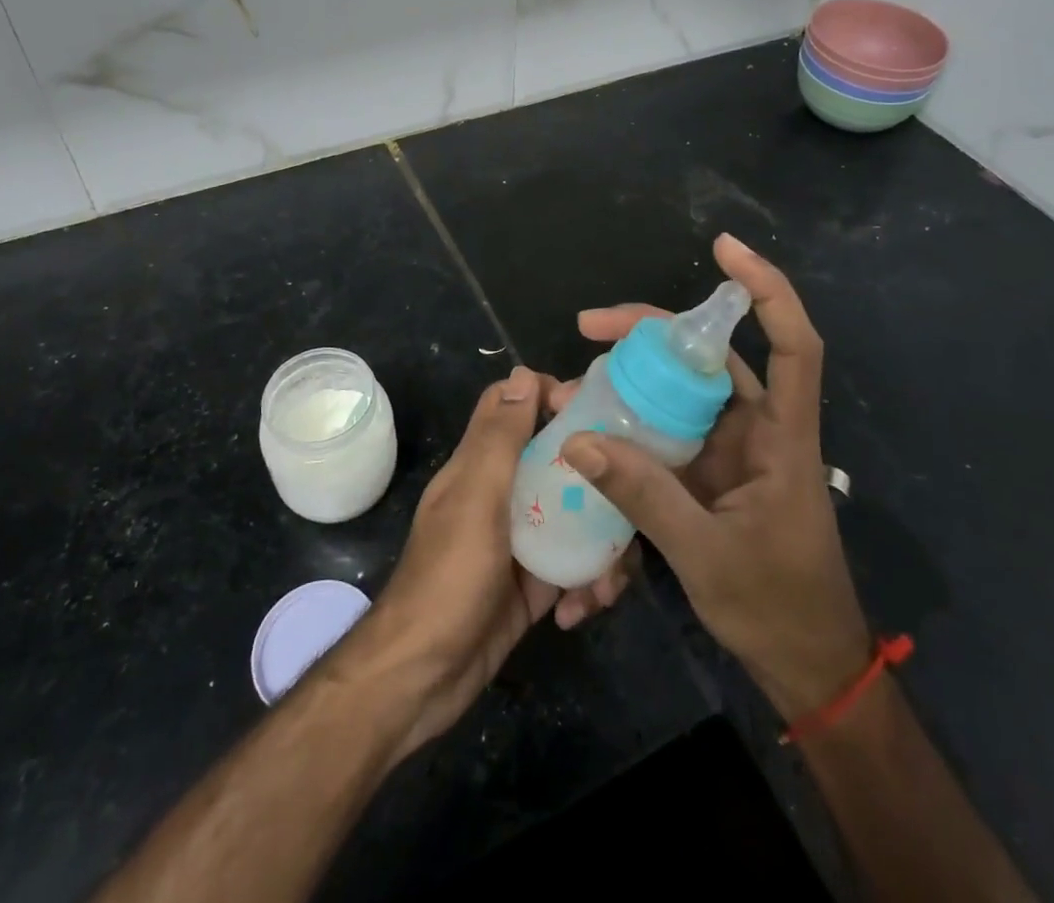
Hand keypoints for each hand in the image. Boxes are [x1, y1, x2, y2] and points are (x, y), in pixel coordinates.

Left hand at [335, 367, 631, 753]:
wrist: (422, 679)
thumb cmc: (449, 577)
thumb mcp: (477, 499)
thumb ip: (500, 438)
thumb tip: (522, 374)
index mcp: (482, 464)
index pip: (515, 406)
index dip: (550, 396)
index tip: (594, 412)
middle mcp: (503, 493)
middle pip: (558, 460)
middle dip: (596, 479)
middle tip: (630, 499)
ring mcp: (521, 540)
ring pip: (575, 515)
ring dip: (601, 545)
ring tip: (608, 583)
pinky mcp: (535, 584)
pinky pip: (575, 567)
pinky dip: (587, 584)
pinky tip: (583, 610)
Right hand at [559, 235, 870, 720]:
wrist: (805, 666)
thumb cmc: (776, 607)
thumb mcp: (705, 554)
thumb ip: (644, 496)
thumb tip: (578, 438)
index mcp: (783, 438)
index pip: (792, 345)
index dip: (766, 290)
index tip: (725, 249)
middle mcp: (760, 429)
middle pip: (713, 356)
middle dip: (653, 330)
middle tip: (590, 325)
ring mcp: (733, 449)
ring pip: (686, 388)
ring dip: (637, 374)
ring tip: (580, 369)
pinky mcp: (711, 470)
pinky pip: (670, 427)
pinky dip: (635, 416)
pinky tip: (596, 415)